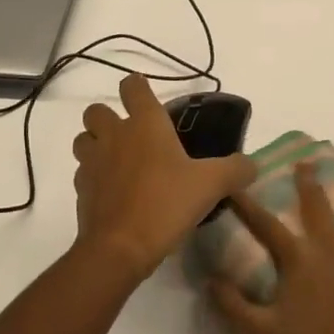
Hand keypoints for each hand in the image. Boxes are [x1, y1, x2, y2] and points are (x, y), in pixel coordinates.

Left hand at [71, 74, 257, 281]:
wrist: (120, 248)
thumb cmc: (166, 203)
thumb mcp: (212, 185)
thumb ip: (236, 170)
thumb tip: (252, 165)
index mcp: (145, 124)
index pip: (133, 86)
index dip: (138, 87)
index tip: (148, 97)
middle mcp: (114, 135)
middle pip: (97, 110)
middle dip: (109, 117)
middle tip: (132, 135)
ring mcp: (93, 162)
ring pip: (83, 139)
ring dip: (95, 144)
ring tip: (118, 160)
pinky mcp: (81, 190)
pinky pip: (83, 172)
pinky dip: (94, 176)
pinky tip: (113, 192)